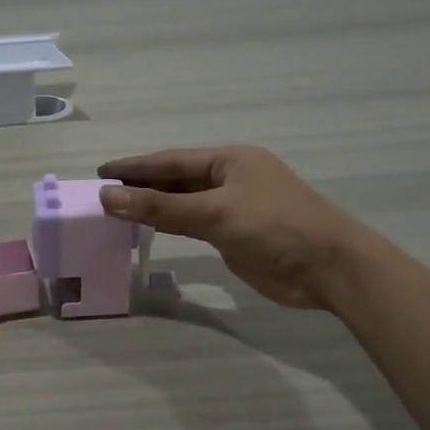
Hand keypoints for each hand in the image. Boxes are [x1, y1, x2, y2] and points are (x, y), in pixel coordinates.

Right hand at [97, 146, 367, 310]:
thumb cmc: (275, 228)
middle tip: (101, 194)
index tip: (100, 171)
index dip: (134, 167)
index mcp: (229, 160)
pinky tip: (148, 228)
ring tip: (115, 211)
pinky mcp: (236, 235)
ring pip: (183, 203)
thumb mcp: (214, 213)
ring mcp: (234, 207)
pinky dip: (170, 224)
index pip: (170, 160)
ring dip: (152, 207)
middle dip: (141, 186)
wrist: (329, 269)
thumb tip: (107, 197)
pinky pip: (193, 224)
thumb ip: (160, 207)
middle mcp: (230, 179)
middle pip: (176, 179)